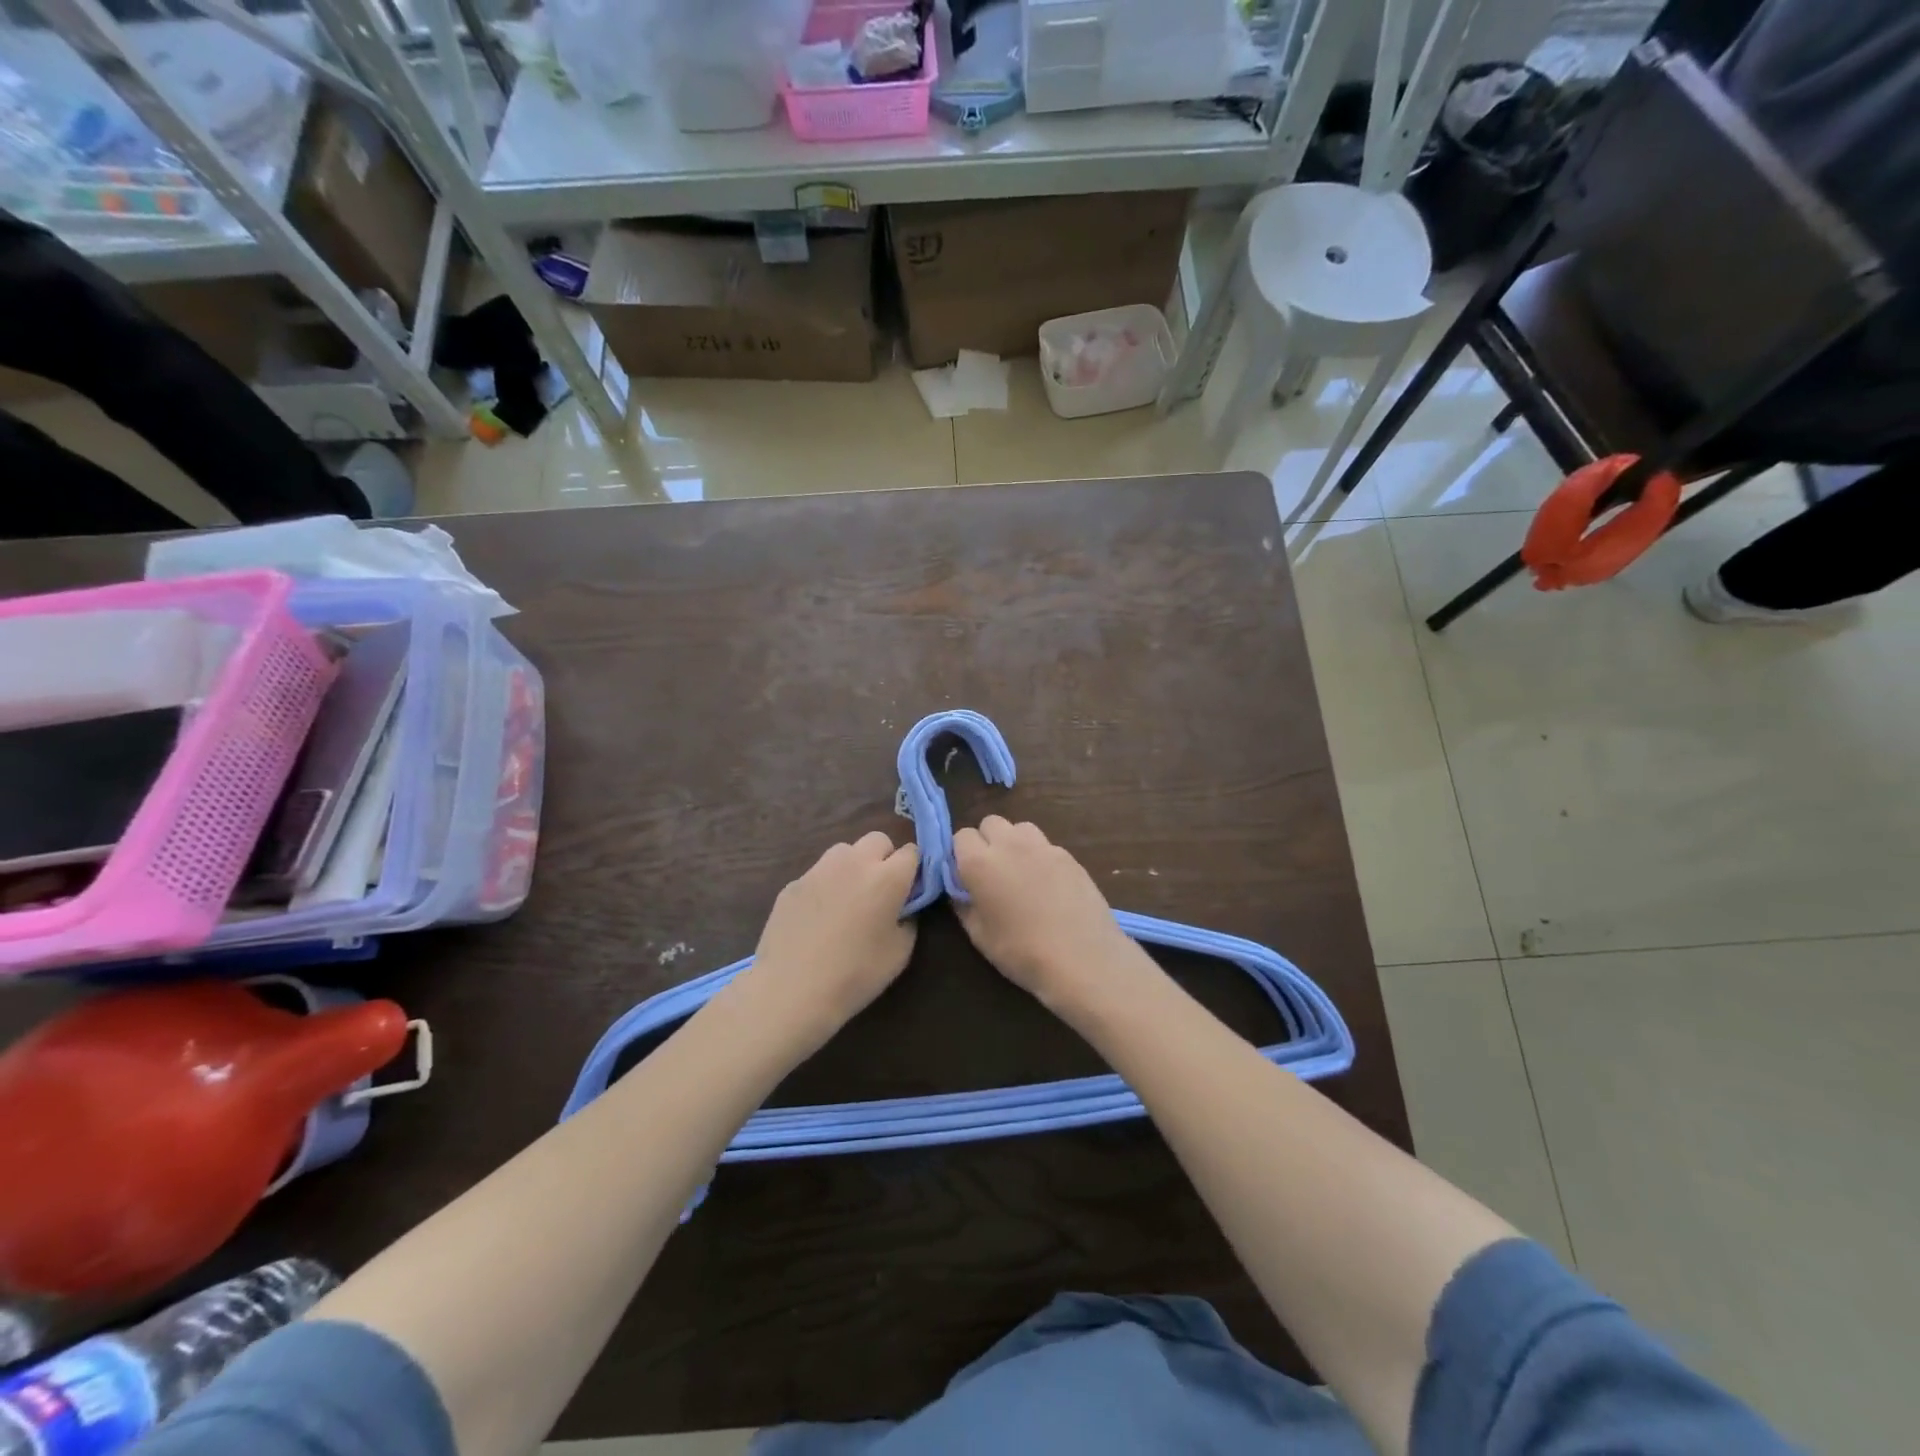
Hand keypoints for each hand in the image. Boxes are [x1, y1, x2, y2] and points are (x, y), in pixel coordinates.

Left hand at [731, 832, 920, 1052]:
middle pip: (878, 840)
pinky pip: (818, 873)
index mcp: (887, 877)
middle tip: (880, 891)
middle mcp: (855, 862)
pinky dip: (825, 886)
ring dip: (853, 866)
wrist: (791, 990)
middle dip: (884, 858)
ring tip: (848, 899)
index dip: (913, 869)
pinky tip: (818, 917)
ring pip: (845, 851)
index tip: (910, 891)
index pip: (911, 852)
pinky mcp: (793, 882)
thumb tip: (903, 908)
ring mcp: (819, 869)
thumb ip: (908, 920)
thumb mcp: (900, 954)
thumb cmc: (855, 974)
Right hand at [951, 816, 1145, 1011]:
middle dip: (986, 841)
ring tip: (1020, 873)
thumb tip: (961, 891)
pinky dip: (1039, 856)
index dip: (961, 855)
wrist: (1082, 958)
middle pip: (990, 823)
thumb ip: (964, 905)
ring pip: (1020, 828)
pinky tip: (1048, 885)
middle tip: (992, 873)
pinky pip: (1045, 845)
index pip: (961, 836)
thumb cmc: (1022, 952)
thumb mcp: (979, 936)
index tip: (966, 877)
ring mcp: (1043, 846)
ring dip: (1014, 842)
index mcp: (980, 862)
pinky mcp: (1068, 855)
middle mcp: (1009, 844)